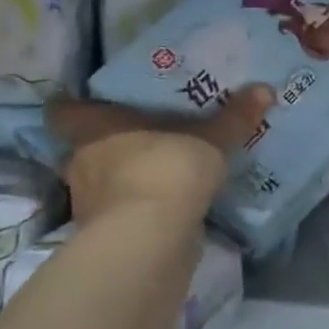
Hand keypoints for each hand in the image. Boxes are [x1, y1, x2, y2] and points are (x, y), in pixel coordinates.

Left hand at [45, 86, 273, 223]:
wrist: (150, 240)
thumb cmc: (166, 169)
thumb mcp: (209, 139)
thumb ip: (234, 117)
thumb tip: (265, 88)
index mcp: (94, 129)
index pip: (63, 113)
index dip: (74, 108)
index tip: (94, 105)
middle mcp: (82, 163)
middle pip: (84, 149)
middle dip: (109, 146)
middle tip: (143, 136)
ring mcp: (90, 204)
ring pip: (103, 184)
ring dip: (124, 180)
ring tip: (159, 172)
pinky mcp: (107, 237)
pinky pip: (122, 213)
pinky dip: (139, 211)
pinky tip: (165, 207)